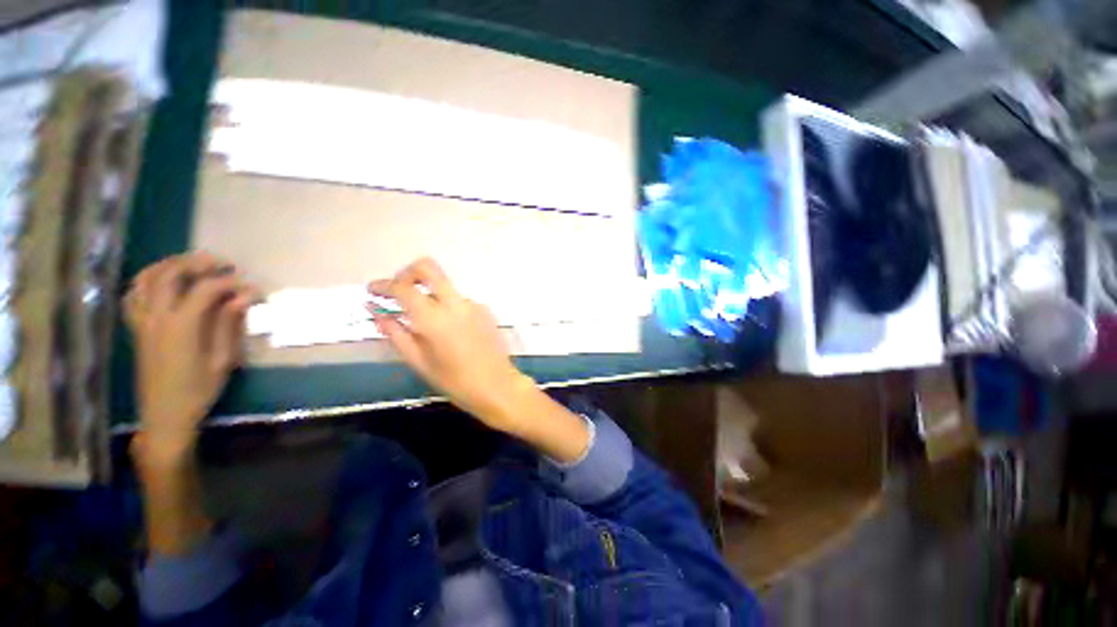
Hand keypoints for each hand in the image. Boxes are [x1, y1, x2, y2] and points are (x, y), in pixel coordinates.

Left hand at [124, 252, 254, 459]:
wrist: (164, 415)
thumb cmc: (198, 390)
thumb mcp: (222, 359)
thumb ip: (229, 323)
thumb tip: (245, 296)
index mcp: (181, 326)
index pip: (206, 289)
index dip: (230, 283)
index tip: (251, 287)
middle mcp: (156, 317)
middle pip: (171, 274)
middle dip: (198, 263)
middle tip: (222, 263)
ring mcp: (142, 321)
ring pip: (147, 278)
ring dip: (169, 265)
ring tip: (192, 264)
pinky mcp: (137, 327)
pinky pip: (134, 295)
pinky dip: (147, 281)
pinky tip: (162, 282)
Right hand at [368, 258, 530, 432]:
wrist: (498, 386)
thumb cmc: (455, 381)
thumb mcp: (418, 361)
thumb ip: (395, 332)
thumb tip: (374, 310)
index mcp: (434, 318)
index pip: (403, 287)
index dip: (383, 285)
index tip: (372, 291)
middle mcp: (455, 303)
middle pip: (428, 267)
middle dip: (407, 273)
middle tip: (397, 291)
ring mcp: (473, 304)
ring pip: (445, 287)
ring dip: (429, 295)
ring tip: (423, 322)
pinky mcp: (486, 310)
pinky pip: (459, 301)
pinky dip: (447, 307)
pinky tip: (448, 330)